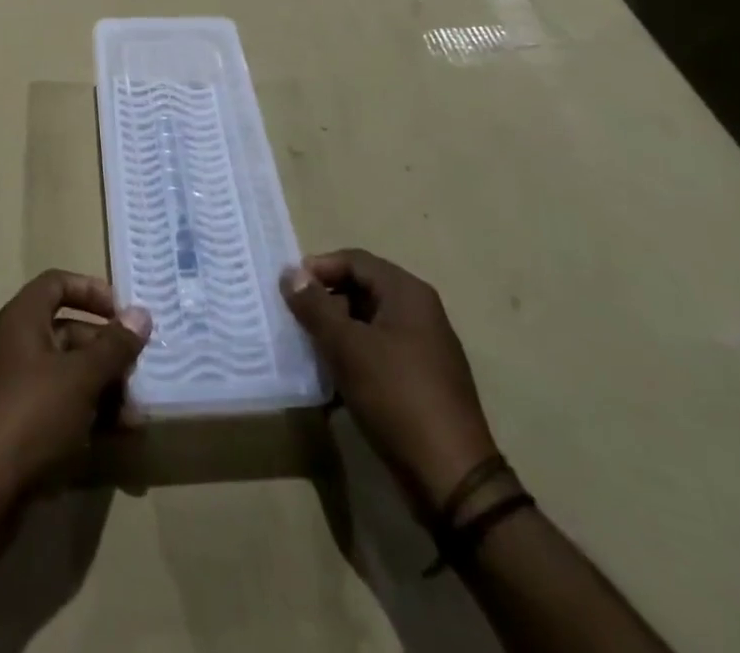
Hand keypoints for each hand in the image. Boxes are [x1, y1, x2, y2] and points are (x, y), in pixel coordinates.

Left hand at [0, 271, 150, 507]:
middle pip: (68, 332)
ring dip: (103, 390)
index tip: (123, 314)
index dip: (91, 290)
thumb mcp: (81, 377)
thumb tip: (141, 314)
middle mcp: (14, 346)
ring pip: (66, 375)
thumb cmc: (31, 417)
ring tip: (135, 420)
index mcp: (22, 320)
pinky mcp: (15, 428)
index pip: (57, 283)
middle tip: (139, 375)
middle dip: (107, 353)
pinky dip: (85, 416)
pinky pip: (57, 408)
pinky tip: (114, 440)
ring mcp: (12, 388)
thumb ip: (114, 346)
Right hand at [283, 249, 498, 511]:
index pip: (355, 260)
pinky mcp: (422, 381)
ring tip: (308, 350)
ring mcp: (424, 348)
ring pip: (369, 324)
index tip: (288, 289)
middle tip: (294, 319)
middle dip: (326, 301)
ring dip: (337, 332)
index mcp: (407, 293)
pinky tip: (332, 381)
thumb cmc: (396, 396)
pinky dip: (354, 358)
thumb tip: (290, 273)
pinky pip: (380, 353)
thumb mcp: (347, 347)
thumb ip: (315, 306)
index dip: (319, 268)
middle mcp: (420, 312)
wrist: (451, 478)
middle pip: (362, 289)